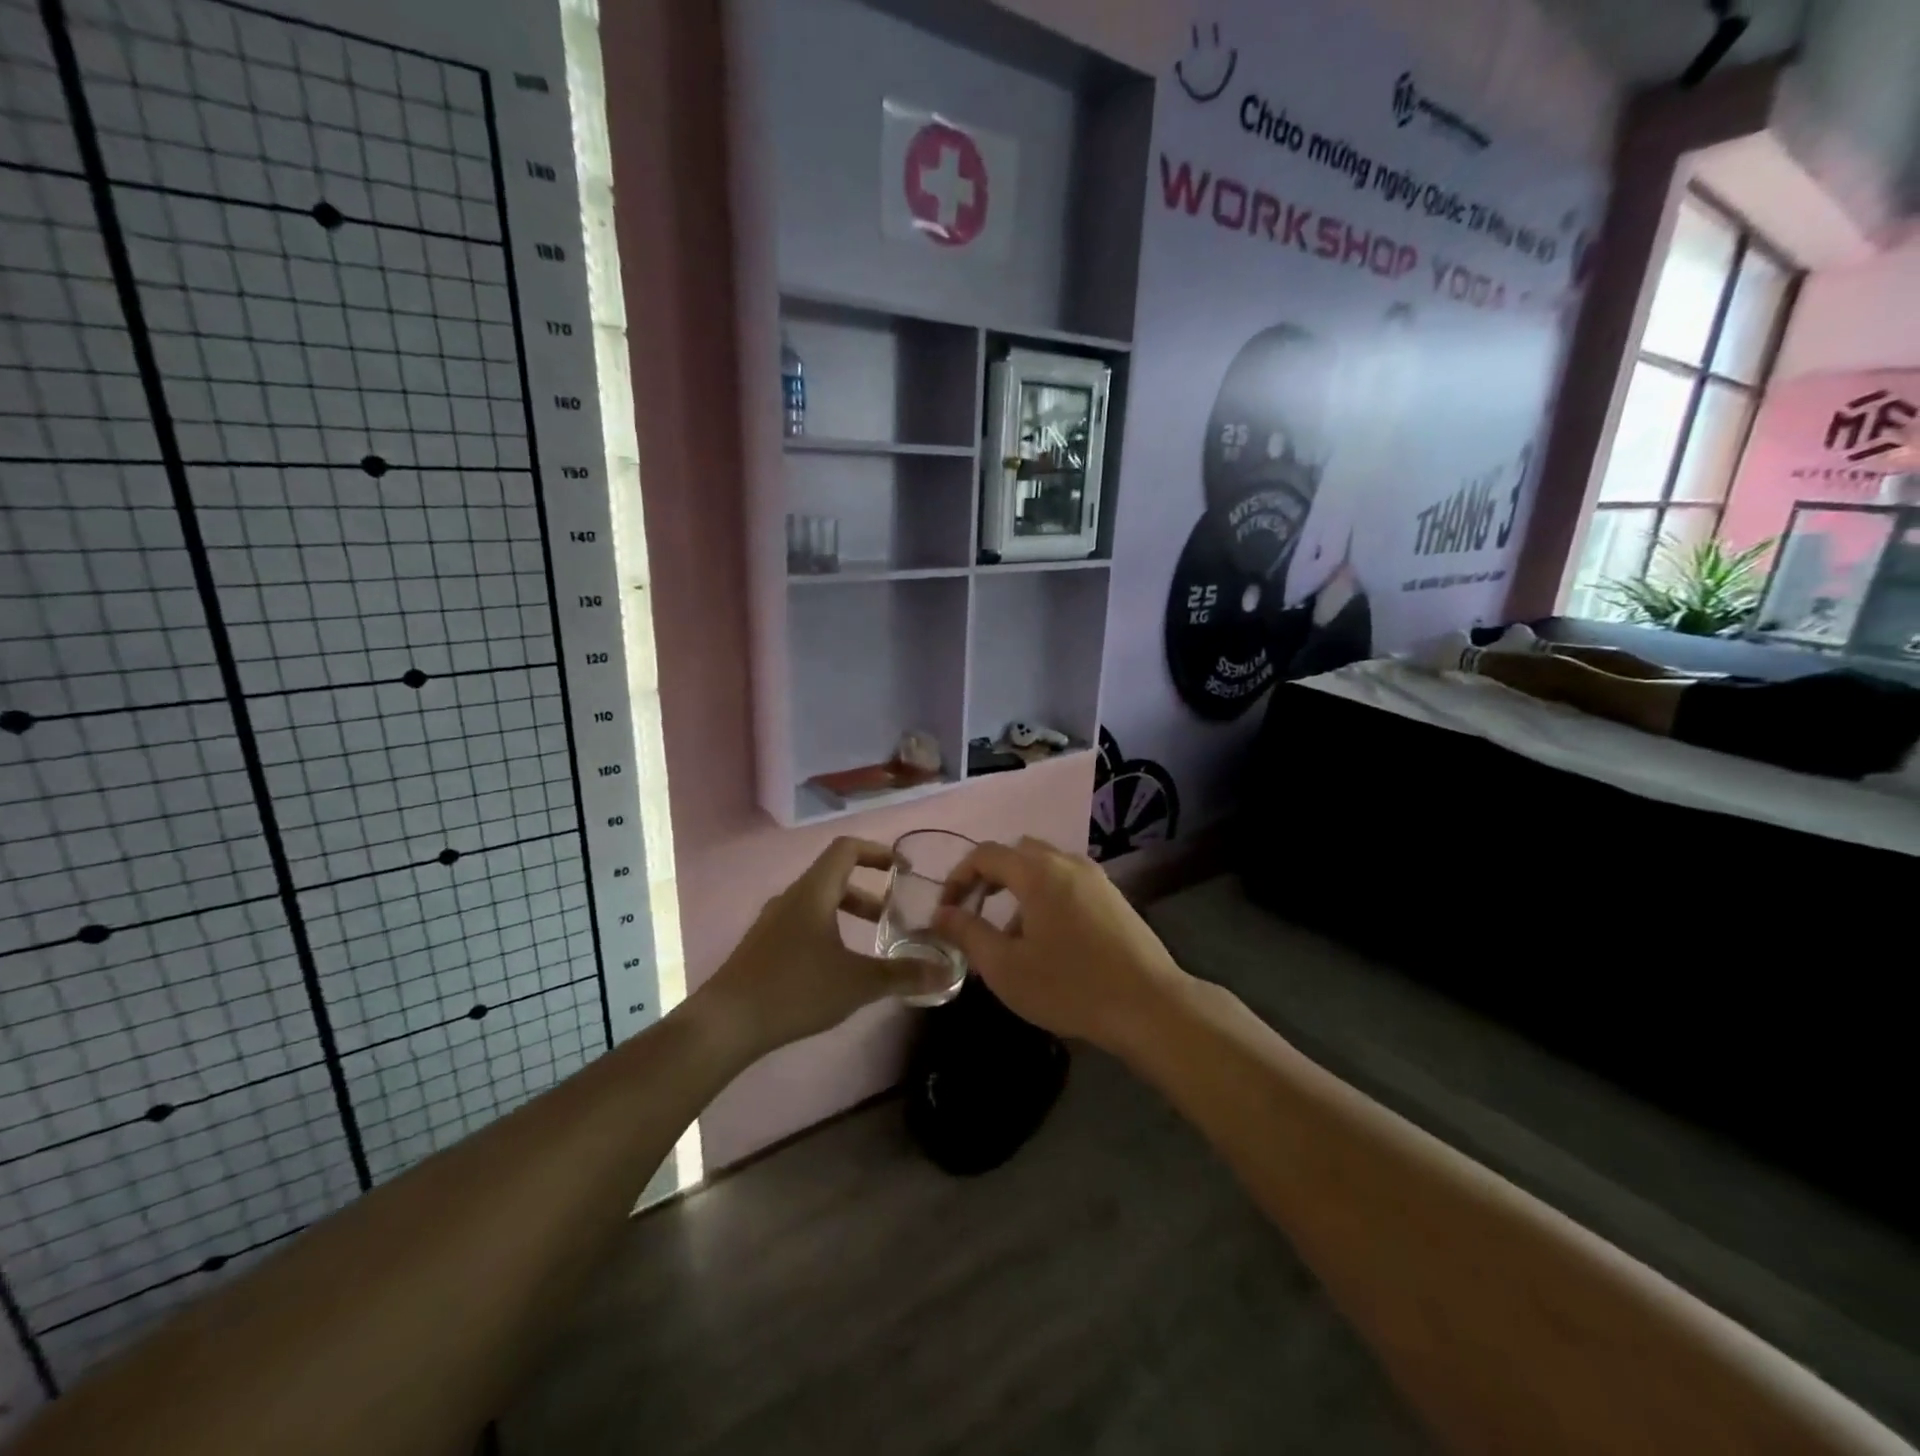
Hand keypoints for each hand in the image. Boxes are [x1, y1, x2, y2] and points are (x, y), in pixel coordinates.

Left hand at [693, 837, 953, 1059]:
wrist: (725, 1023)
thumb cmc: (795, 989)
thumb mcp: (858, 983)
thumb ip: (903, 974)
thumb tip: (945, 973)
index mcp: (813, 892)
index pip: (846, 849)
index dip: (877, 851)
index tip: (902, 868)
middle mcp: (791, 898)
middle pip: (834, 877)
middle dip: (868, 892)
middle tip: (893, 915)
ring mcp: (772, 922)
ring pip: (817, 903)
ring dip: (847, 913)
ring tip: (869, 943)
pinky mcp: (761, 946)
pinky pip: (802, 923)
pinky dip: (828, 931)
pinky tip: (836, 968)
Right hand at [931, 837, 1189, 1054]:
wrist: (1150, 1006)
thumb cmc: (1070, 986)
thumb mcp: (1005, 967)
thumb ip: (968, 933)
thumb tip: (941, 913)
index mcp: (1038, 872)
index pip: (985, 854)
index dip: (958, 877)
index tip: (947, 911)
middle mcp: (1067, 863)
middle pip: (1017, 852)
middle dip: (989, 877)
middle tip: (975, 913)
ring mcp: (1095, 878)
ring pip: (1044, 867)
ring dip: (1018, 889)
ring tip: (1011, 936)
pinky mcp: (1113, 897)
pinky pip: (1067, 882)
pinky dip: (1045, 896)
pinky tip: (1048, 941)